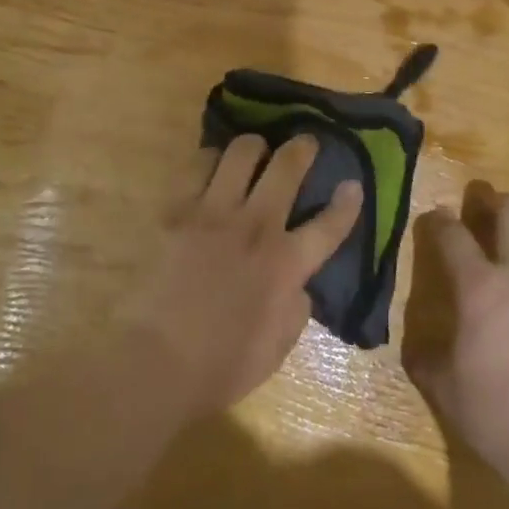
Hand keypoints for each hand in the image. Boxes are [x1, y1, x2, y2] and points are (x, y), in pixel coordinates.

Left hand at [123, 134, 360, 418]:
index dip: (347, 203)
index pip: (328, 225)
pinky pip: (198, 165)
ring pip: (242, 152)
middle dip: (302, 148)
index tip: (353, 184)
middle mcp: (256, 227)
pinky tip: (212, 167)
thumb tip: (298, 283)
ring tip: (254, 152)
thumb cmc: (221, 365)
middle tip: (305, 143)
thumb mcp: (278, 347)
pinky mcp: (178, 209)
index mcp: (286, 265)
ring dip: (255, 147)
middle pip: (287, 167)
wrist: (155, 360)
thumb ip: (296, 307)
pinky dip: (210, 161)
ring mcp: (215, 212)